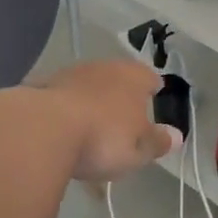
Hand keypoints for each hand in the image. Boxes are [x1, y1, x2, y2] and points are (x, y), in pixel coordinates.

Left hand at [38, 61, 182, 183]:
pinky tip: (61, 131)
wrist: (41, 129)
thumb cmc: (103, 138)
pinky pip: (62, 99)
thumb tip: (176, 135)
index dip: (153, 88)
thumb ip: (157, 142)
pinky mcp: (41, 86)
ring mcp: (70, 74)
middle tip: (123, 117)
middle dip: (121, 95)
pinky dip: (64, 111)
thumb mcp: (138, 149)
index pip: (150, 77)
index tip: (154, 97)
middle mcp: (104, 67)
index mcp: (133, 77)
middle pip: (118, 78)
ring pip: (88, 86)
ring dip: (91, 101)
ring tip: (90, 128)